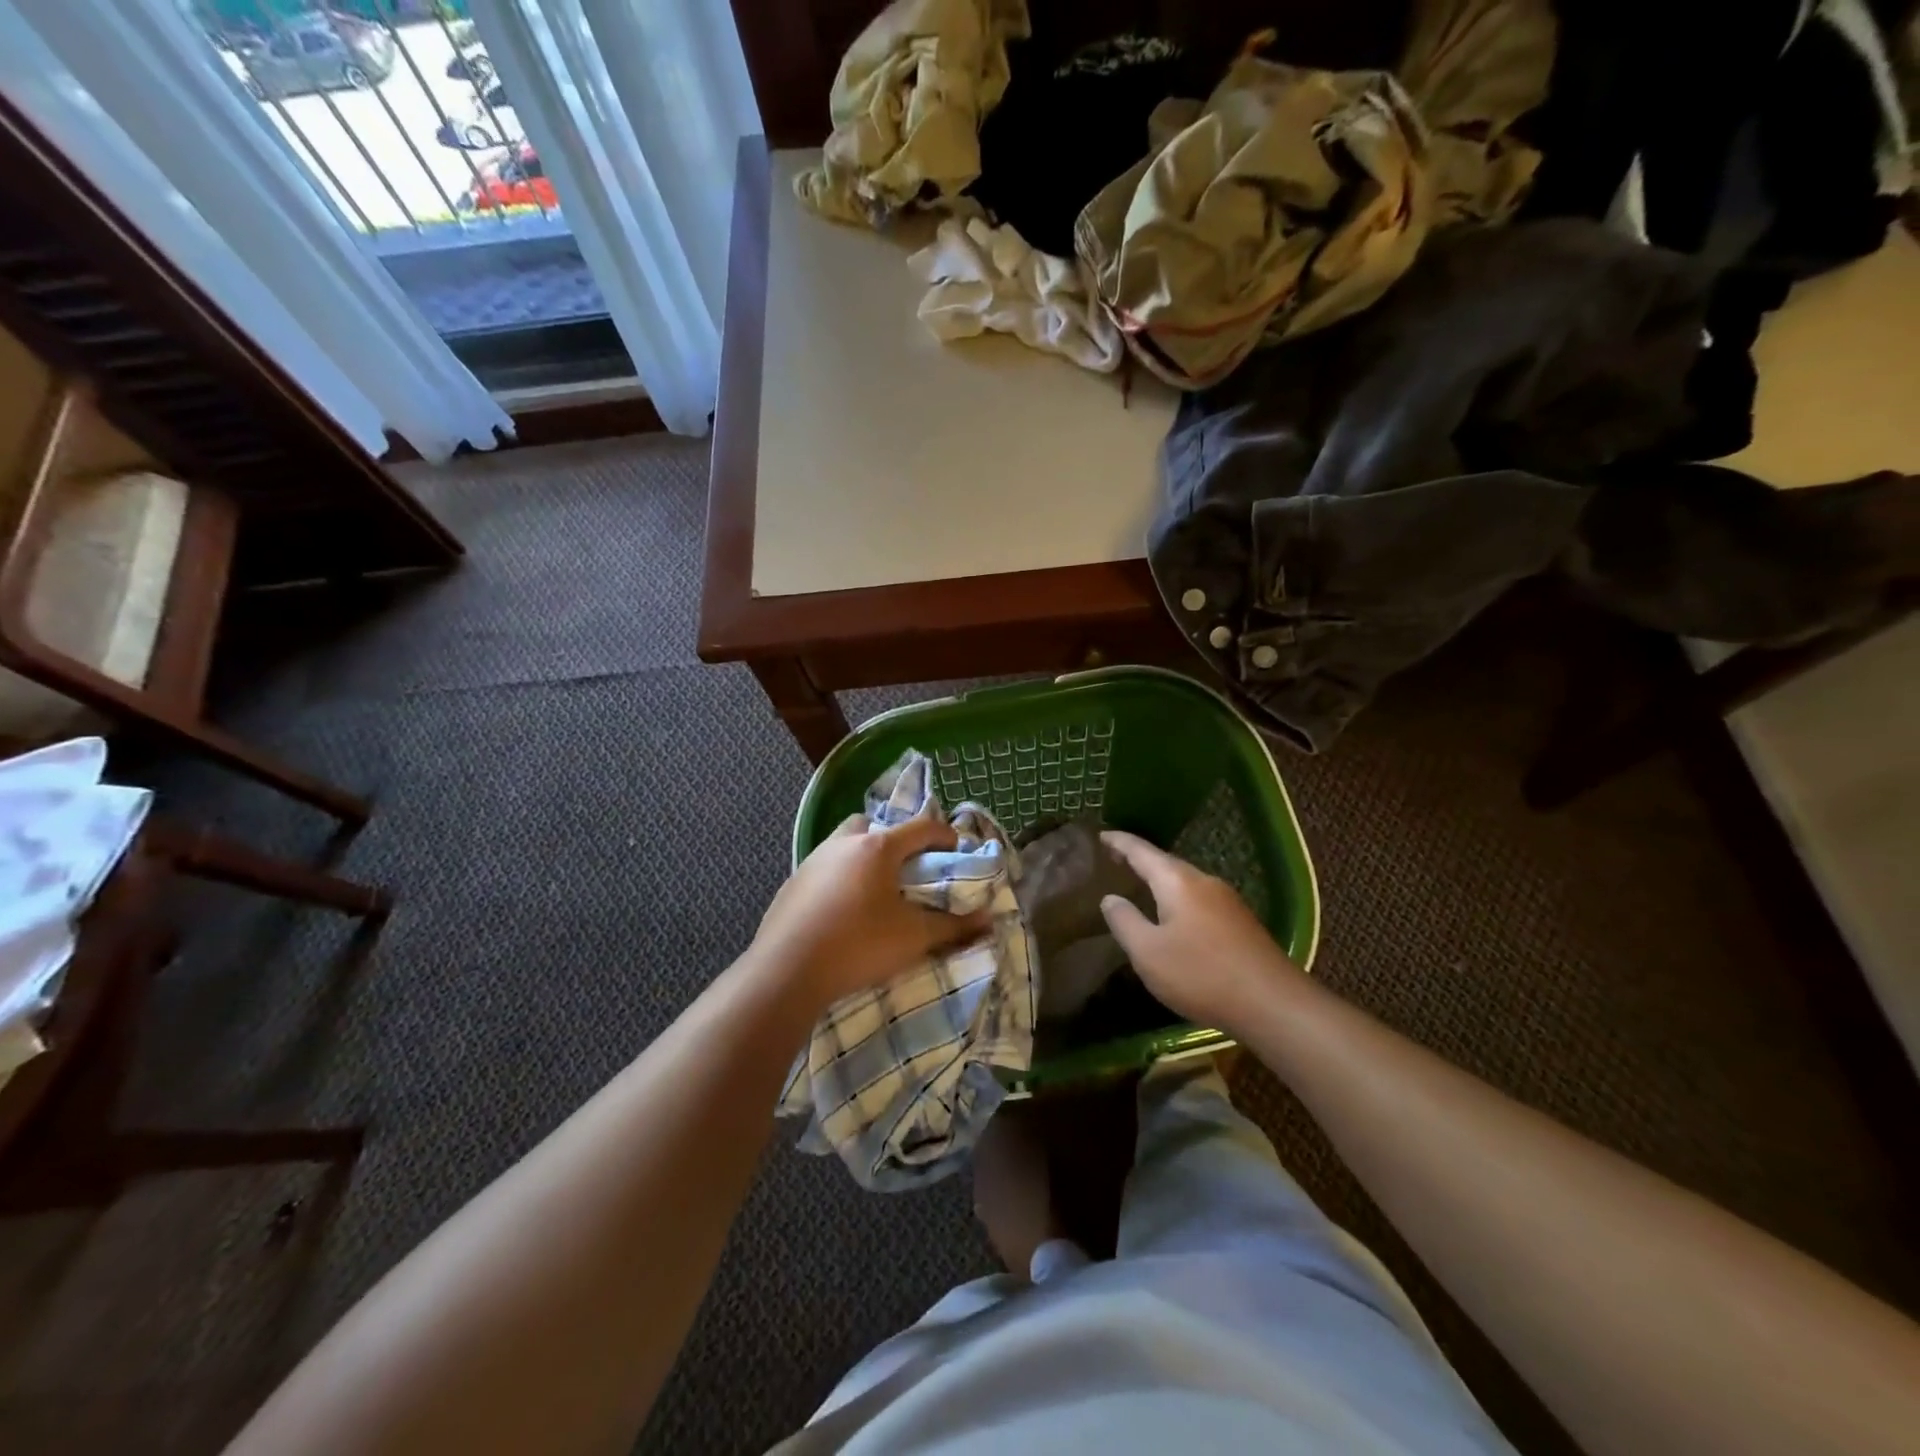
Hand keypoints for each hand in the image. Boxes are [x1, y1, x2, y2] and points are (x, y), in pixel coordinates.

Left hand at [753, 812, 990, 1010]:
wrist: (787, 971)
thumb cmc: (859, 945)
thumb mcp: (914, 938)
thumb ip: (954, 927)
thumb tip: (990, 920)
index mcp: (877, 848)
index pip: (920, 827)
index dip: (943, 835)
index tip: (956, 849)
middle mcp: (843, 844)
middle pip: (875, 827)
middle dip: (895, 840)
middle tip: (908, 868)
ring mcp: (812, 861)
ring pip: (845, 844)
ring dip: (864, 857)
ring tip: (876, 890)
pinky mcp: (792, 883)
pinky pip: (824, 868)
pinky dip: (840, 877)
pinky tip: (843, 909)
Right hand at [1098, 830, 1305, 1032]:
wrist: (1273, 1003)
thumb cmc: (1201, 974)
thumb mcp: (1148, 952)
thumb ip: (1125, 922)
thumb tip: (1110, 898)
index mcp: (1177, 882)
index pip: (1141, 851)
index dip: (1119, 842)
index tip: (1100, 835)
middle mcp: (1204, 881)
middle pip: (1166, 863)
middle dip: (1140, 859)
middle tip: (1114, 859)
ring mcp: (1227, 901)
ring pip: (1185, 882)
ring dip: (1160, 881)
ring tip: (1139, 886)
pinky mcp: (1240, 922)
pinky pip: (1199, 899)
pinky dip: (1177, 898)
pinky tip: (1173, 916)